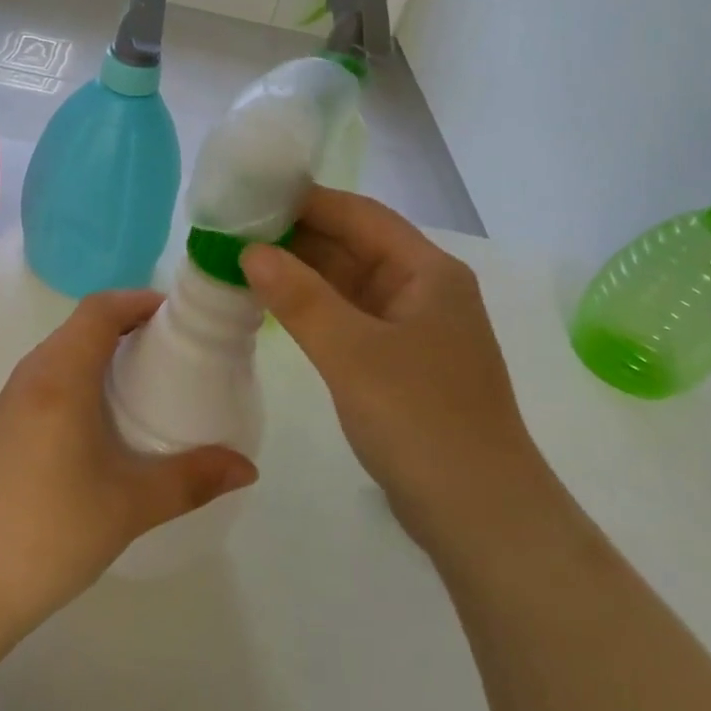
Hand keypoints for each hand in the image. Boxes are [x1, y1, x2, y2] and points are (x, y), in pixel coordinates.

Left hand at [0, 290, 258, 637]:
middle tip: (162, 353)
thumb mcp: (134, 505)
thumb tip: (247, 467)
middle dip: (120, 328)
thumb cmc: (55, 532)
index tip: (173, 317)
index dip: (137, 301)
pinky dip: (66, 387)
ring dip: (91, 358)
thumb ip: (195, 479)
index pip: (99, 310)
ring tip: (129, 390)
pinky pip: (33, 390)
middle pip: (75, 330)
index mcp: (60, 380)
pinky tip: (84, 435)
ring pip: (51, 360)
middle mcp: (26, 381)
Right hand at [241, 188, 535, 550]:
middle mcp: (423, 290)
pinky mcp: (399, 363)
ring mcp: (412, 328)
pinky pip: (349, 318)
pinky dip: (312, 310)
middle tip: (232, 232)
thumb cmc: (421, 421)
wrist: (479, 514)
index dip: (305, 201)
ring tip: (241, 263)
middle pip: (354, 246)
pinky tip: (273, 308)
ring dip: (301, 274)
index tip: (250, 196)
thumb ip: (300, 298)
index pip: (359, 215)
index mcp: (427, 272)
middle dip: (296, 237)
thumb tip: (251, 251)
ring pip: (348, 284)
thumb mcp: (353, 353)